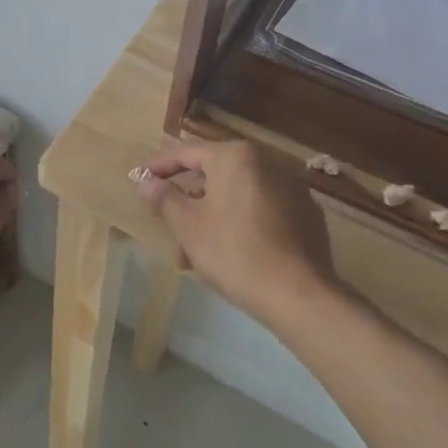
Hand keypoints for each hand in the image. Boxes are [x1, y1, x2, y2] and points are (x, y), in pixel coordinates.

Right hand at [134, 139, 333, 324]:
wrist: (299, 294)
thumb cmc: (234, 252)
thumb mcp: (189, 225)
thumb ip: (165, 198)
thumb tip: (146, 181)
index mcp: (236, 157)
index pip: (188, 153)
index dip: (160, 167)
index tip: (140, 178)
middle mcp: (267, 161)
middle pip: (216, 174)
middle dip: (189, 199)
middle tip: (168, 222)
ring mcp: (292, 186)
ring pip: (239, 194)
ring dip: (213, 215)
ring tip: (194, 252)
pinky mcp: (307, 212)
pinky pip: (262, 208)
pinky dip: (242, 222)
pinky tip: (231, 252)